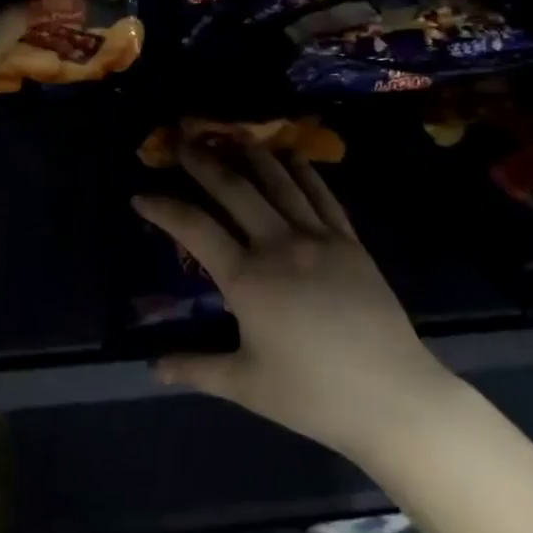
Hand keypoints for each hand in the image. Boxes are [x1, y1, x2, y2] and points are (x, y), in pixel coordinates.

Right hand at [134, 144, 457, 461]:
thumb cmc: (313, 395)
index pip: (194, 229)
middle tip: (183, 142)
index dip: (163, 208)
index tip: (140, 194)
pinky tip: (292, 158)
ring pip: (279, 182)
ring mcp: (318, 237)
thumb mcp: (246, 385)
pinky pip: (322, 195)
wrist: (392, 396)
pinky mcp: (350, 241)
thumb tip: (153, 367)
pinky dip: (303, 172)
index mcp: (247, 279)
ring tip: (232, 136)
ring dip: (252, 155)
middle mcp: (278, 245)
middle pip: (234, 190)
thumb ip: (196, 368)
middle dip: (204, 163)